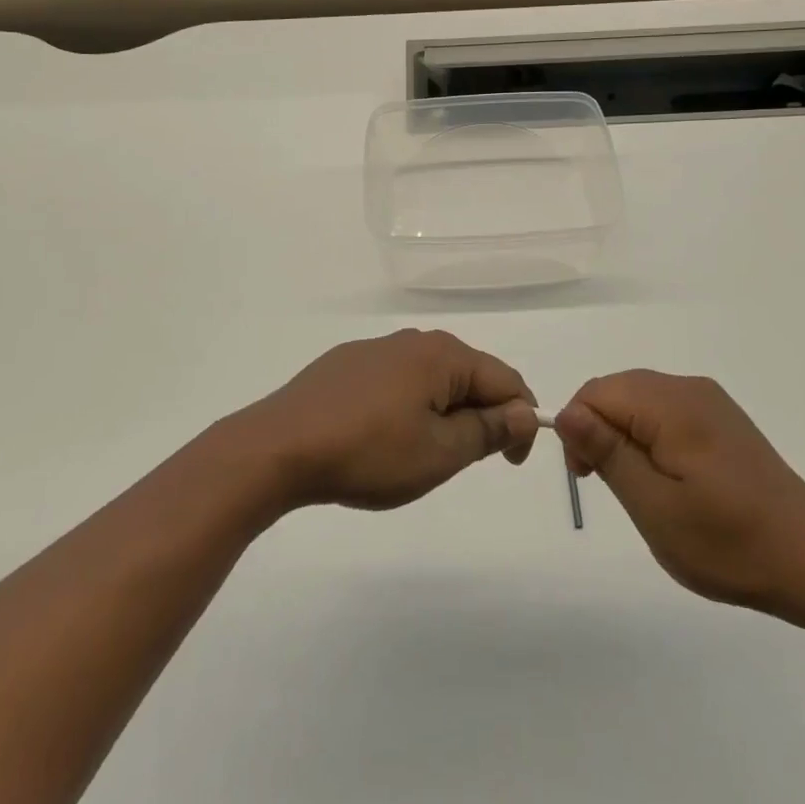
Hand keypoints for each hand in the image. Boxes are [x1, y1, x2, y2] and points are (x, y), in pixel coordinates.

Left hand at [241, 330, 539, 511]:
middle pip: (468, 375)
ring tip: (422, 454)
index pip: (506, 380)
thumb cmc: (369, 453)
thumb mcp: (440, 453)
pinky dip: (408, 406)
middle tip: (463, 462)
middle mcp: (413, 340)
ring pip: (431, 379)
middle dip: (480, 416)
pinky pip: (396, 380)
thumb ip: (489, 430)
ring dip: (443, 413)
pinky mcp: (346, 364)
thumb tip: (525, 412)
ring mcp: (376, 350)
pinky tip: (382, 436)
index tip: (510, 463)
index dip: (520, 422)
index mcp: (443, 355)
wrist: (279, 447)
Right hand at [556, 370, 804, 615]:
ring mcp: (711, 402)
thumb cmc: (729, 544)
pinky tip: (670, 479)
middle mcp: (690, 388)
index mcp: (672, 404)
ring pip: (641, 401)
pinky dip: (651, 437)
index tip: (587, 478)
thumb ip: (607, 452)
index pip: (596, 392)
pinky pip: (667, 412)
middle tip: (610, 487)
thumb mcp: (654, 506)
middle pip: (618, 391)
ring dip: (625, 436)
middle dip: (599, 430)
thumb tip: (565, 412)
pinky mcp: (723, 419)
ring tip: (642, 490)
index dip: (578, 429)